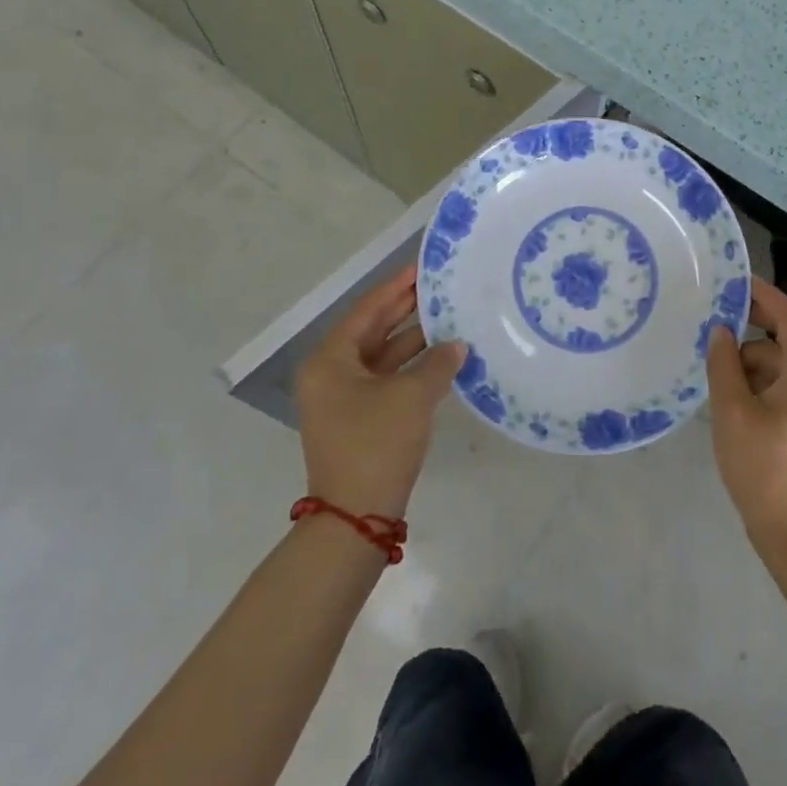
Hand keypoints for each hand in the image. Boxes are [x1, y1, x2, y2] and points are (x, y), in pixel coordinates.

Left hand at [293, 263, 465, 520]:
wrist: (356, 517)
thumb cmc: (376, 444)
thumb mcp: (412, 397)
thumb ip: (437, 363)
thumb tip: (456, 346)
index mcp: (330, 360)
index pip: (367, 311)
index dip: (396, 288)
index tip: (421, 268)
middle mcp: (330, 374)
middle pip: (372, 331)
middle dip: (405, 310)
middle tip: (438, 288)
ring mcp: (343, 399)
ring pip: (381, 357)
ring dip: (413, 341)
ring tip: (448, 318)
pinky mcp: (358, 420)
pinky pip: (386, 381)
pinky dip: (411, 369)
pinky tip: (441, 360)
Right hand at [705, 276, 786, 562]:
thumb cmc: (763, 470)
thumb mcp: (732, 412)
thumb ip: (724, 363)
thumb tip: (720, 331)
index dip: (763, 295)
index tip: (734, 281)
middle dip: (752, 335)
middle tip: (713, 331)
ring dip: (755, 365)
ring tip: (719, 381)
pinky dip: (766, 384)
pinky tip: (737, 401)